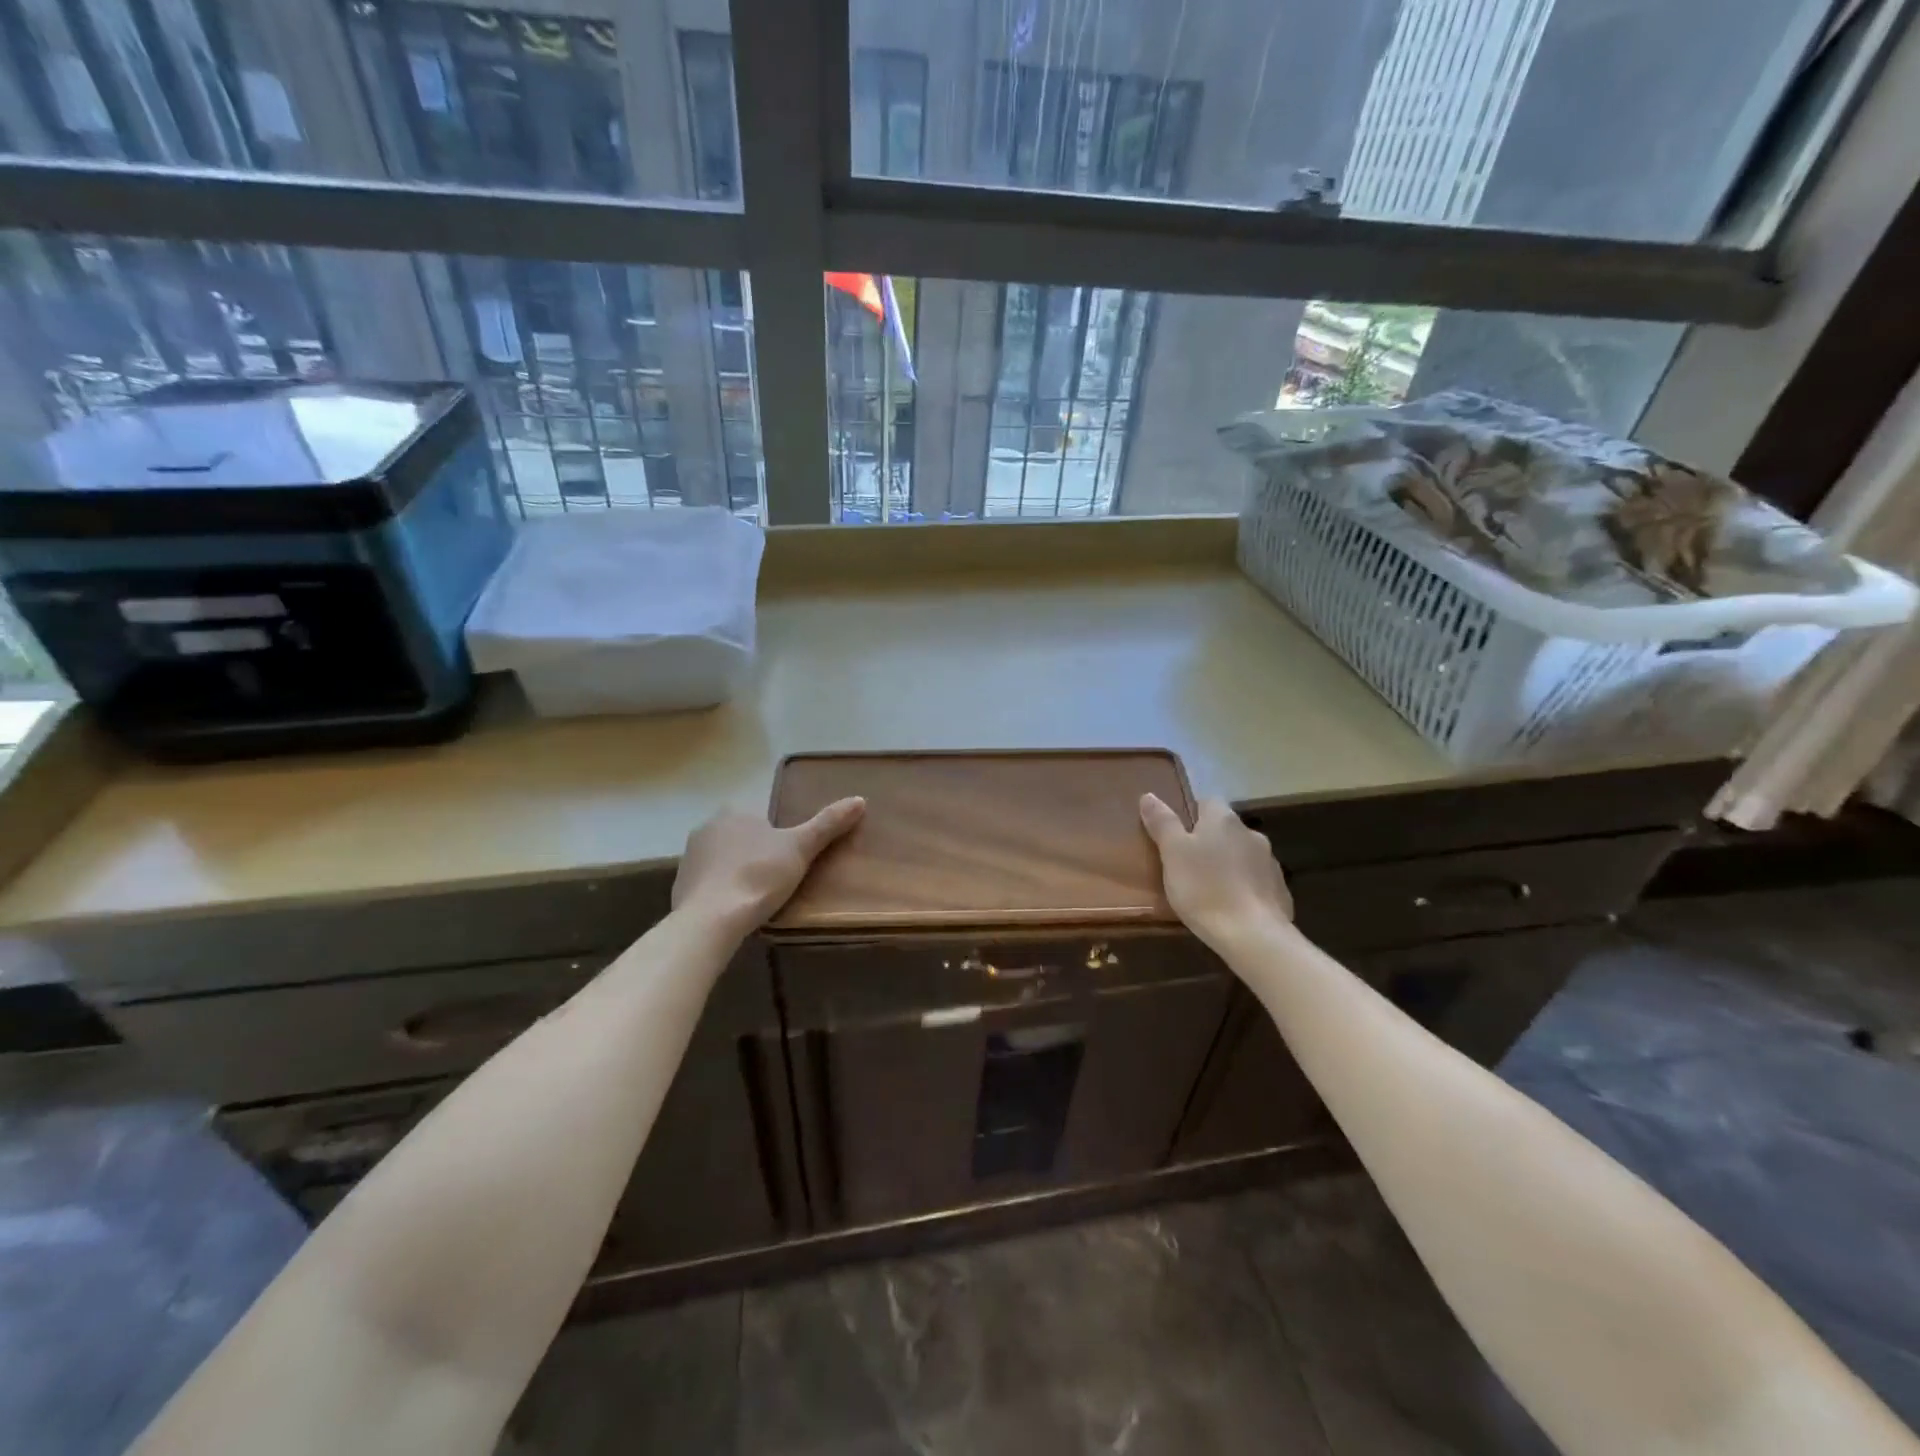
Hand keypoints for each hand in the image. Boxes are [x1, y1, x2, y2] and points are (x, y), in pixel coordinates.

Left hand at [672, 798, 865, 935]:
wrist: (711, 919)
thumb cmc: (759, 876)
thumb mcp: (801, 848)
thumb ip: (828, 823)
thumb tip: (860, 799)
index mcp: (734, 811)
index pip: (760, 817)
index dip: (776, 836)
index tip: (788, 858)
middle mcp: (707, 827)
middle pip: (740, 837)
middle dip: (755, 853)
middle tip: (777, 878)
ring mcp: (689, 857)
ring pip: (722, 859)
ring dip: (736, 872)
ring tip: (758, 897)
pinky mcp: (680, 886)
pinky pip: (707, 883)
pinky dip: (721, 892)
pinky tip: (734, 909)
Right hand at [1140, 794, 1293, 949]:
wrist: (1253, 935)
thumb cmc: (1204, 888)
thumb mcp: (1172, 854)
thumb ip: (1162, 823)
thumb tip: (1149, 795)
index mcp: (1223, 819)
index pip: (1206, 802)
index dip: (1189, 815)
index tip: (1175, 835)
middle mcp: (1250, 833)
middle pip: (1225, 829)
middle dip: (1209, 841)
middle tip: (1186, 864)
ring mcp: (1270, 862)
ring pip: (1242, 854)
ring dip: (1228, 864)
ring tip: (1209, 888)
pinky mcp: (1280, 890)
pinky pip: (1256, 881)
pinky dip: (1243, 887)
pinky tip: (1230, 906)